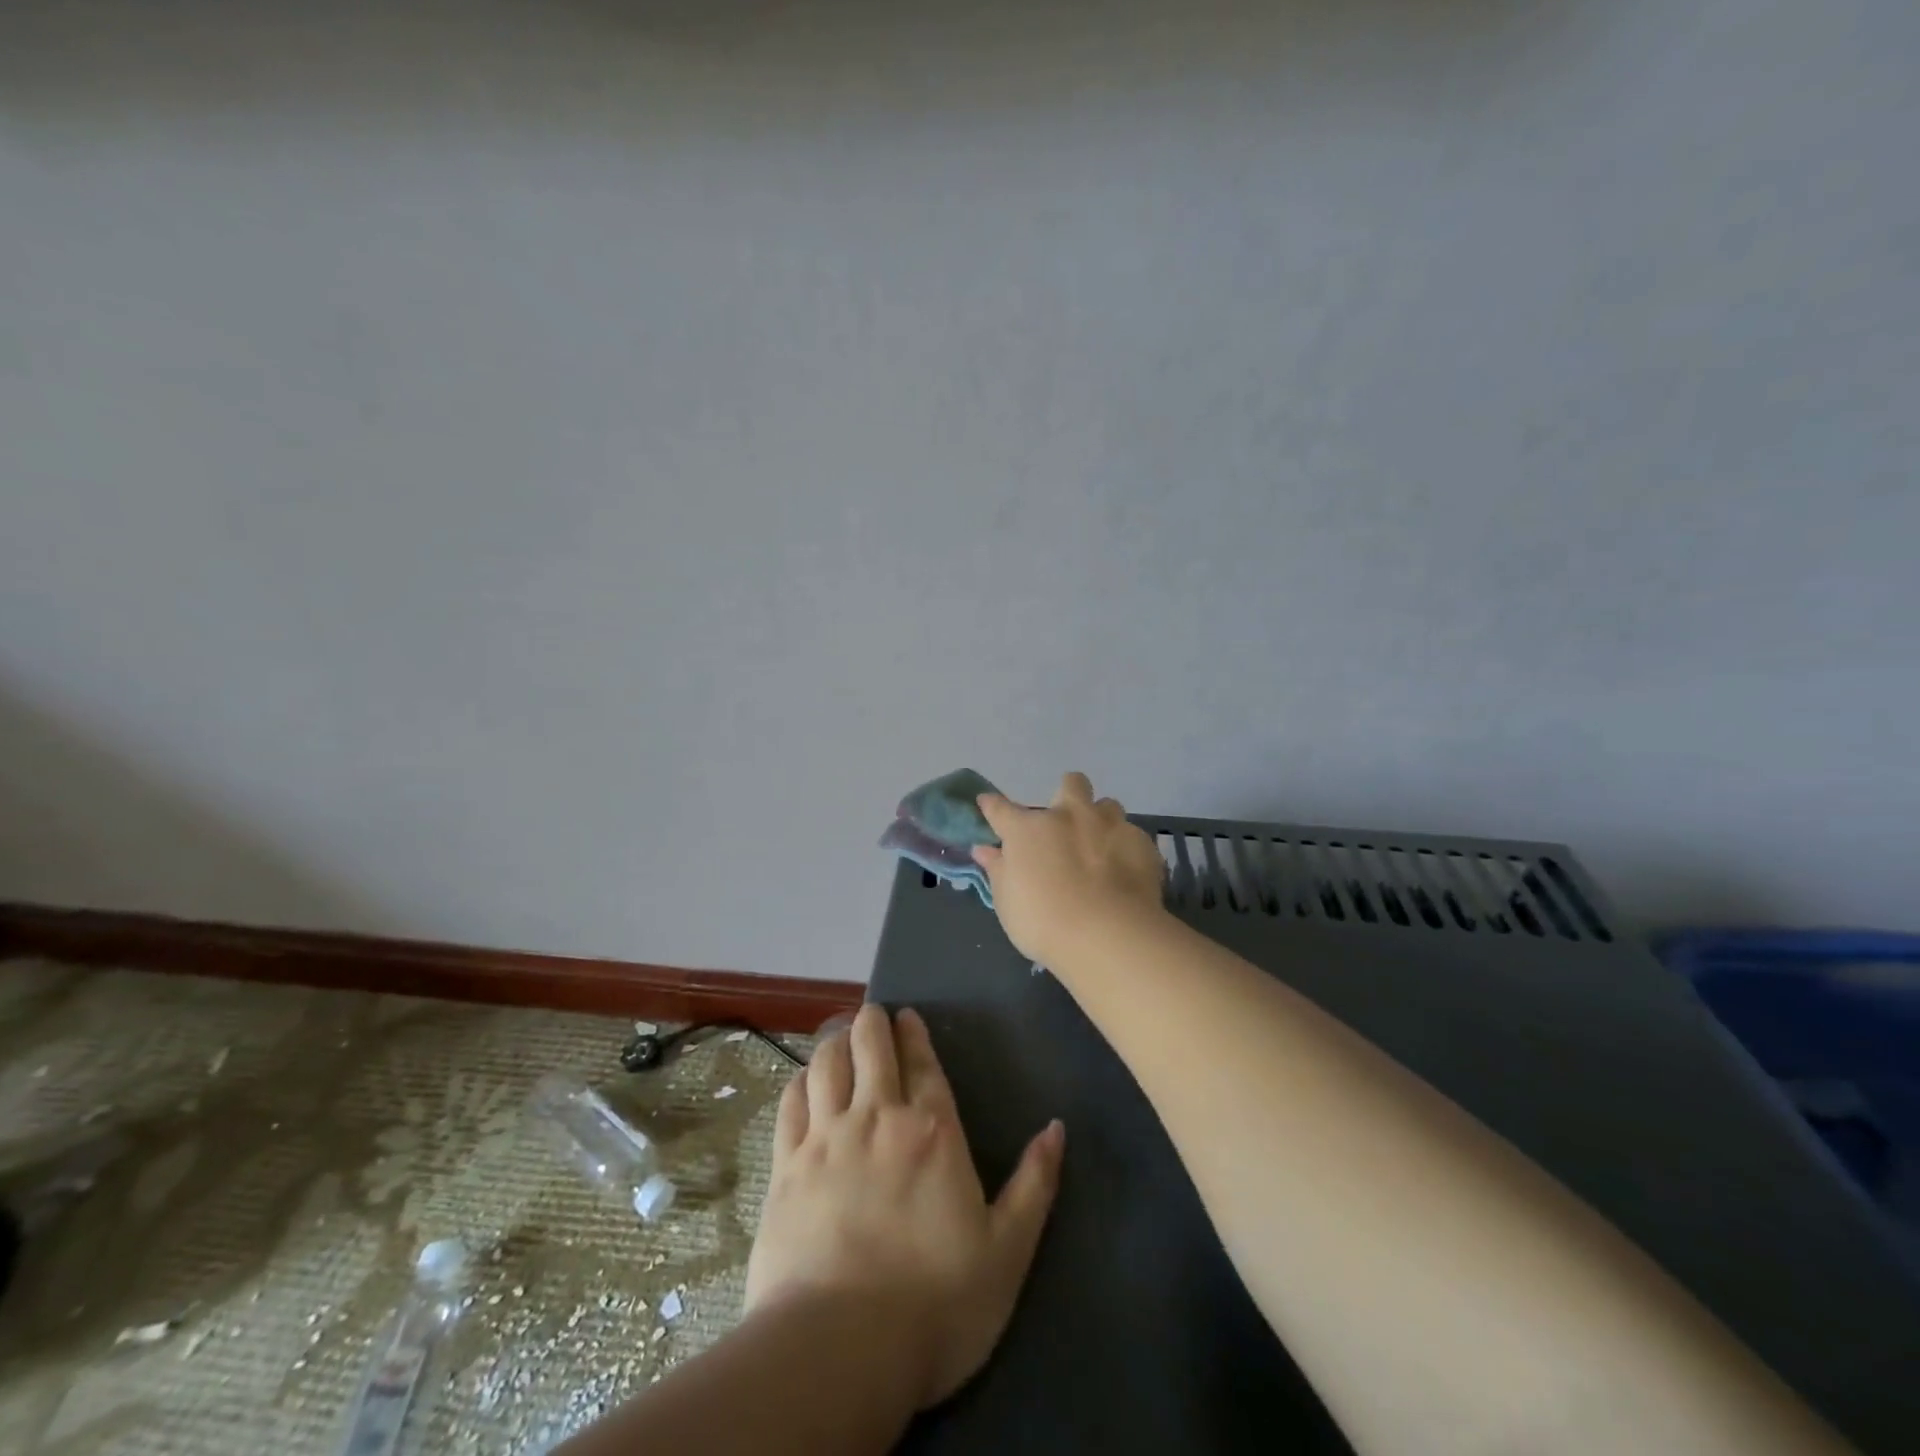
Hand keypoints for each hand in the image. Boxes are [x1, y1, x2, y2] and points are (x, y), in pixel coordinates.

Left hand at [744, 1004, 1064, 1410]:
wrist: (841, 1350)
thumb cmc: (936, 1303)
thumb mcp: (1007, 1252)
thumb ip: (1034, 1184)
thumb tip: (1056, 1128)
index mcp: (933, 1131)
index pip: (922, 1063)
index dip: (914, 1034)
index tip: (908, 1016)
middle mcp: (878, 1118)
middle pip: (869, 1045)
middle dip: (872, 1022)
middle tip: (874, 1016)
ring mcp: (827, 1137)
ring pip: (827, 1062)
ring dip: (835, 1041)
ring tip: (840, 1038)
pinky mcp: (786, 1165)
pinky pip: (791, 1101)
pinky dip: (800, 1081)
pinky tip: (805, 1082)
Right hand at [973, 772, 1168, 968]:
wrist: (1108, 935)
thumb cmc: (1044, 922)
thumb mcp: (1007, 902)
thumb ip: (998, 870)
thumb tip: (985, 850)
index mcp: (1028, 830)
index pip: (1001, 809)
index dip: (992, 805)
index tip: (988, 804)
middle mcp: (1069, 816)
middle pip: (1071, 783)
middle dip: (1068, 794)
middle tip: (1066, 824)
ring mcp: (1109, 825)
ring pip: (1108, 805)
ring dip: (1101, 820)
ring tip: (1101, 848)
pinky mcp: (1142, 843)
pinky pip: (1132, 836)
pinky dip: (1125, 850)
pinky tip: (1125, 873)